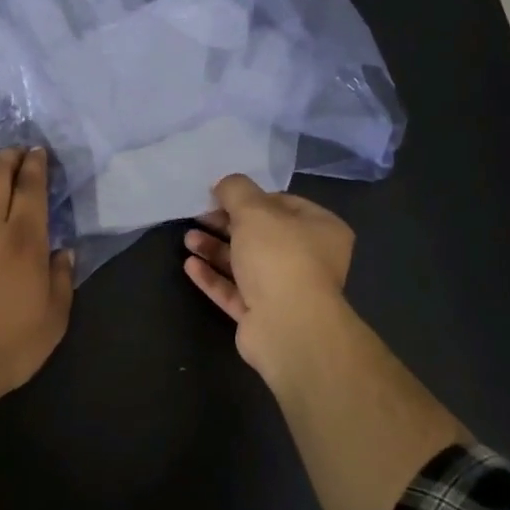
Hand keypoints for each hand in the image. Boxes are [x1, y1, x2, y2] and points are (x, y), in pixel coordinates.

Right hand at [182, 174, 354, 381]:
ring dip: (216, 250)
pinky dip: (214, 278)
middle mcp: (309, 259)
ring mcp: (286, 291)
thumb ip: (236, 190)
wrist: (287, 326)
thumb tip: (225, 184)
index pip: (284, 204)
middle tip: (198, 216)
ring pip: (246, 264)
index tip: (220, 195)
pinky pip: (235, 291)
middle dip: (227, 224)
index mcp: (321, 229)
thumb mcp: (254, 210)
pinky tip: (190, 265)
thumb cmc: (279, 256)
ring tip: (188, 239)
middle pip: (262, 235)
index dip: (250, 197)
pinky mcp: (263, 316)